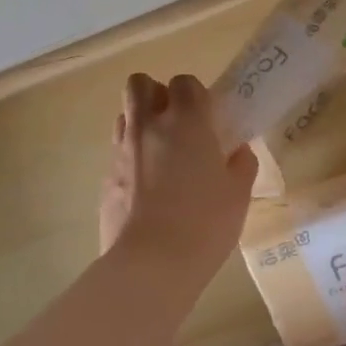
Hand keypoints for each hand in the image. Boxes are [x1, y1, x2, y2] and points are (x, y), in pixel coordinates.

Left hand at [99, 74, 257, 277]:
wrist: (150, 263)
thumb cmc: (204, 223)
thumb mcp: (238, 195)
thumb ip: (240, 165)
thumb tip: (237, 151)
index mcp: (185, 122)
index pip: (184, 82)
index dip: (195, 94)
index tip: (206, 117)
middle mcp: (148, 126)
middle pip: (139, 84)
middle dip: (156, 94)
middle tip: (176, 123)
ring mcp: (122, 151)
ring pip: (125, 116)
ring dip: (141, 124)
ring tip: (160, 154)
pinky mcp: (106, 178)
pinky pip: (118, 153)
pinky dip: (131, 159)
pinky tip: (147, 189)